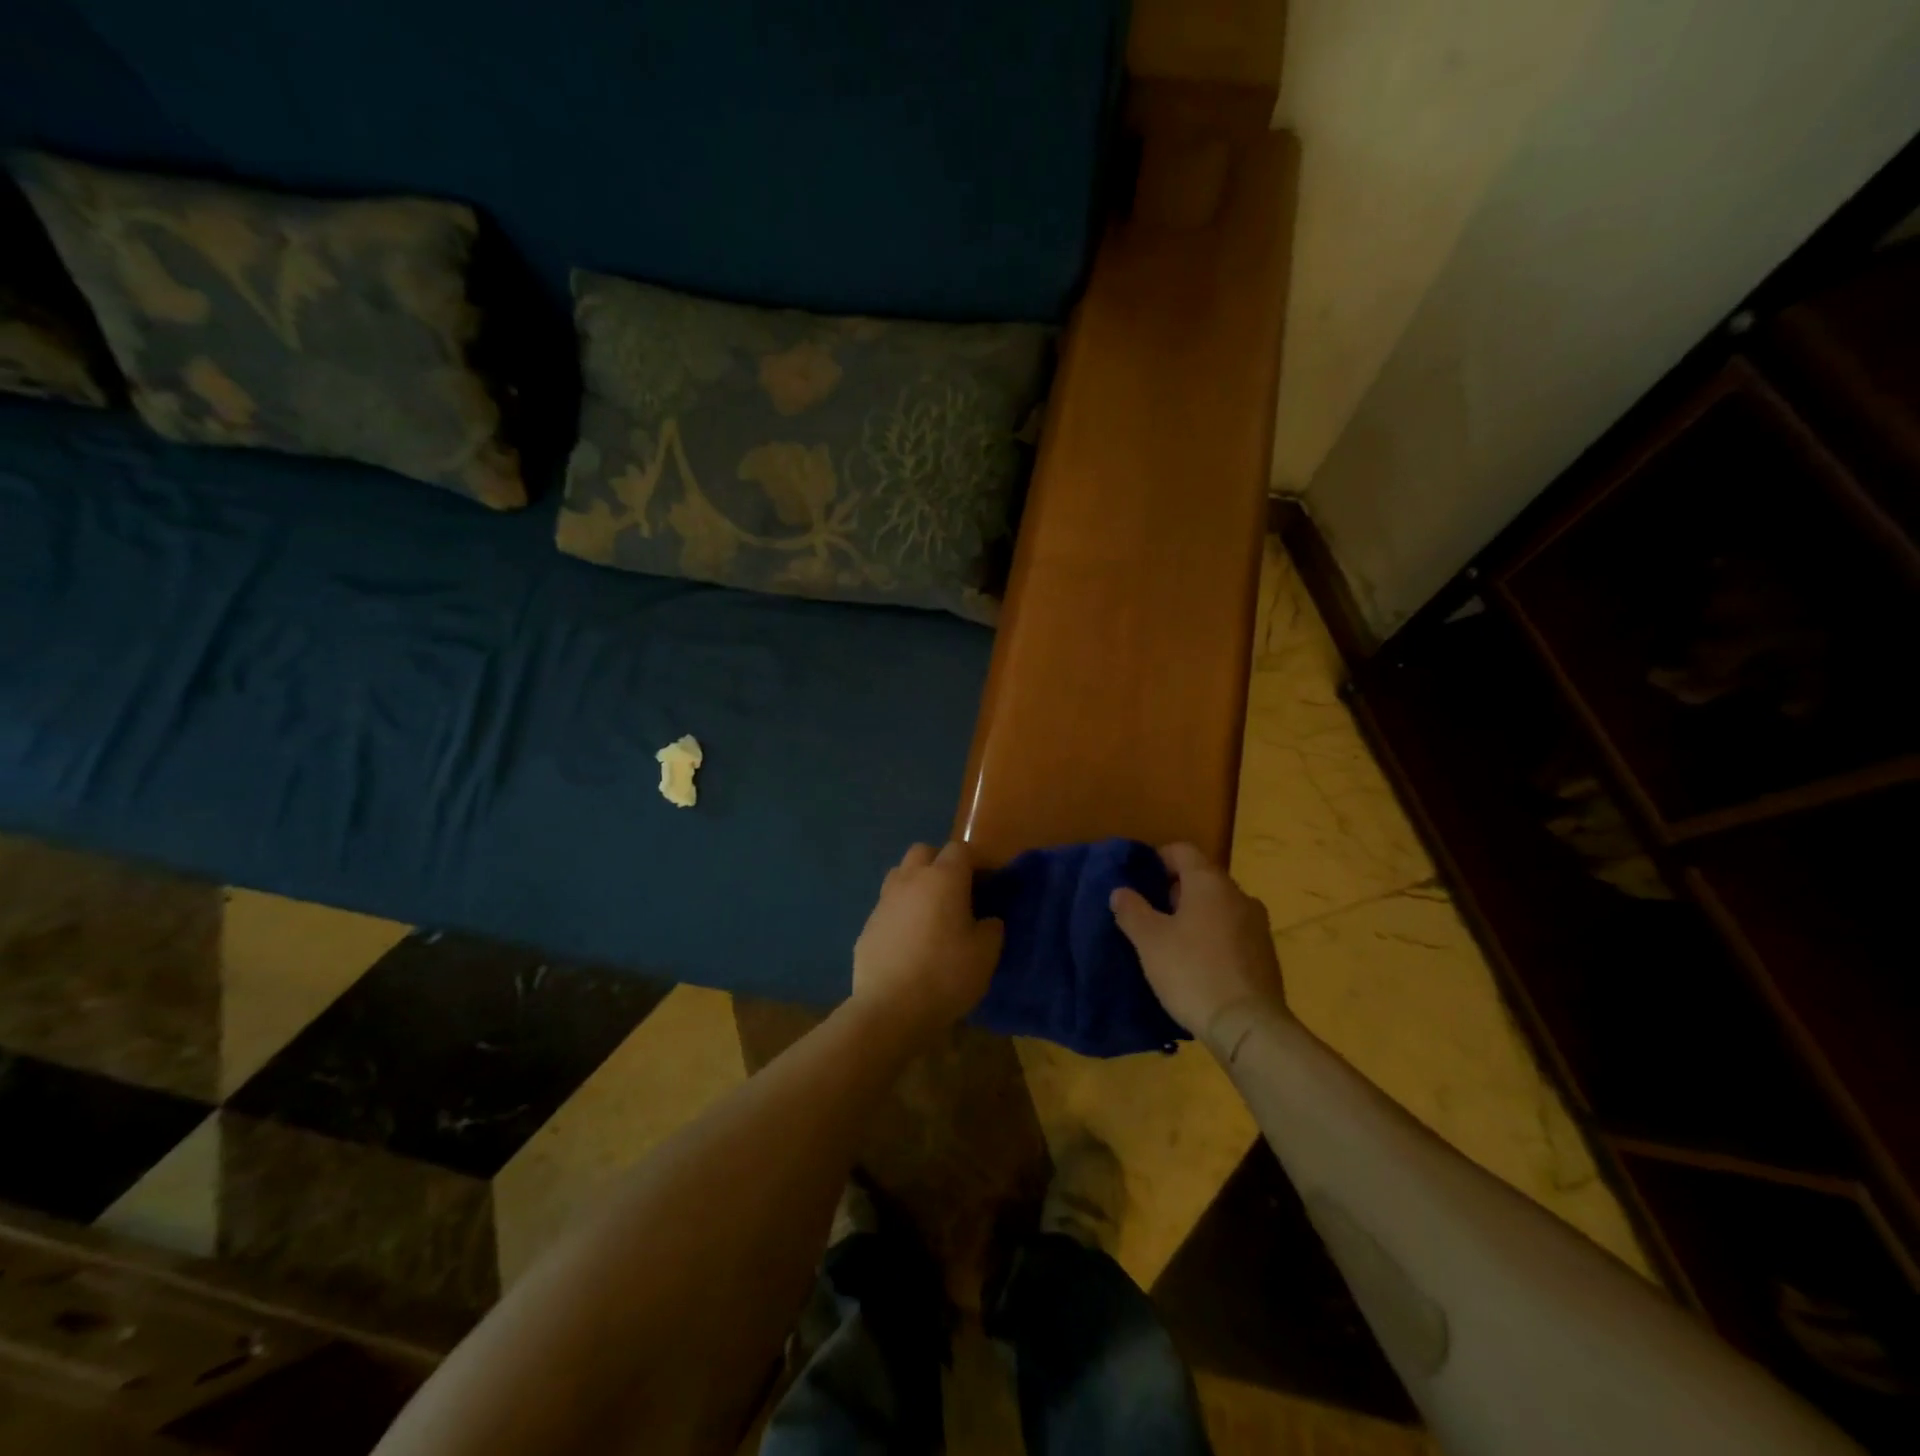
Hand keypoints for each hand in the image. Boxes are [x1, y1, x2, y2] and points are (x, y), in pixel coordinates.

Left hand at [852, 842, 1003, 1041]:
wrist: (890, 1009)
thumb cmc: (946, 975)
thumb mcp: (986, 954)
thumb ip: (991, 928)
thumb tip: (986, 919)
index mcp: (943, 878)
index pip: (960, 849)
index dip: (976, 862)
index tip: (987, 884)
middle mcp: (910, 880)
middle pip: (924, 852)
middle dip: (940, 863)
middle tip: (956, 893)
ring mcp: (884, 901)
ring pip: (900, 874)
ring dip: (916, 883)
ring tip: (930, 913)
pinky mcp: (867, 925)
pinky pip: (887, 906)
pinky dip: (900, 912)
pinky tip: (909, 941)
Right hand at [1111, 843, 1288, 1046]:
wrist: (1248, 1026)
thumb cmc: (1192, 972)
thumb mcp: (1149, 941)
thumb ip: (1132, 910)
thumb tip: (1121, 891)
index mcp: (1210, 882)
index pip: (1183, 850)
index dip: (1158, 859)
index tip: (1139, 880)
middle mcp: (1239, 895)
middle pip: (1202, 878)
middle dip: (1174, 891)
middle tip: (1149, 915)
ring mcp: (1258, 925)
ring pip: (1219, 907)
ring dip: (1195, 916)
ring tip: (1171, 942)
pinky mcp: (1266, 954)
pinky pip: (1232, 932)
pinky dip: (1213, 937)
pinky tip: (1197, 964)